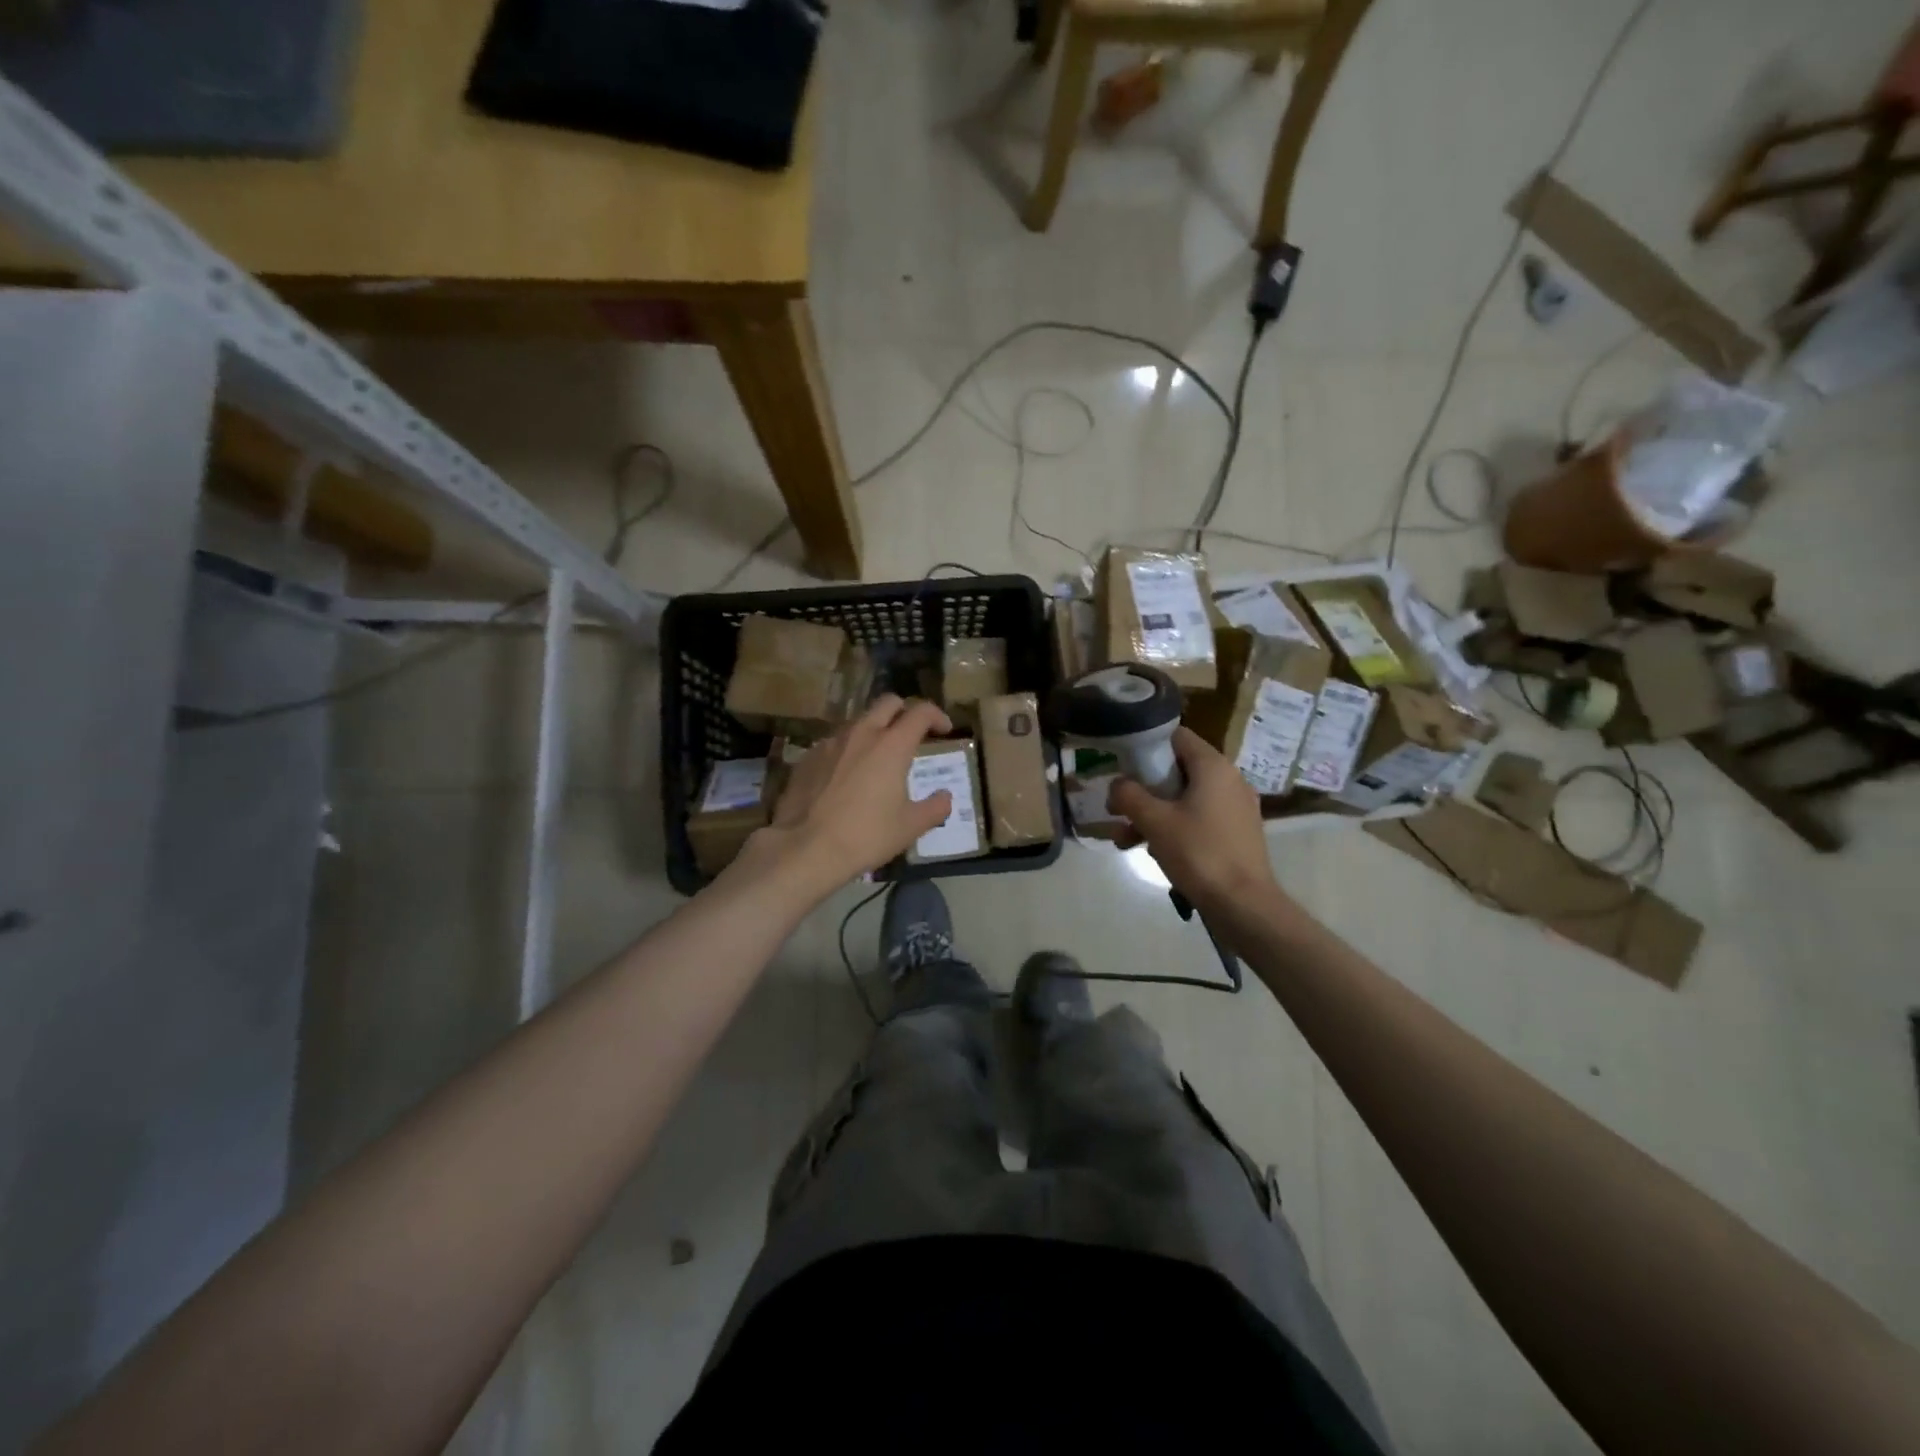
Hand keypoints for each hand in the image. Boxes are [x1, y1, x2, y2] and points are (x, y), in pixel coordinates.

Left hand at [753, 695, 955, 893]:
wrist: (804, 848)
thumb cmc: (865, 836)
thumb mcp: (909, 827)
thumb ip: (934, 807)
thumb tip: (946, 797)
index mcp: (892, 745)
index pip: (920, 712)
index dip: (937, 716)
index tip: (944, 730)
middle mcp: (861, 734)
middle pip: (887, 703)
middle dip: (905, 711)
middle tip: (912, 734)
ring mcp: (830, 743)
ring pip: (859, 721)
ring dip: (875, 730)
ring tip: (879, 757)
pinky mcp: (808, 757)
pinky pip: (835, 743)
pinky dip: (849, 750)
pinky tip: (847, 776)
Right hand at [1110, 728, 1277, 910]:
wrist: (1243, 904)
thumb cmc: (1198, 853)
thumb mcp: (1154, 821)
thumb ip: (1129, 795)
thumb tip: (1117, 784)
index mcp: (1213, 766)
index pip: (1175, 736)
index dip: (1146, 746)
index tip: (1122, 767)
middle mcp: (1229, 779)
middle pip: (1177, 769)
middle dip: (1144, 789)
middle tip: (1118, 809)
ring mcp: (1236, 807)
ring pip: (1185, 798)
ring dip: (1153, 813)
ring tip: (1125, 839)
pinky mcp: (1237, 832)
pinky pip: (1199, 817)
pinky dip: (1175, 827)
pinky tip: (1153, 851)